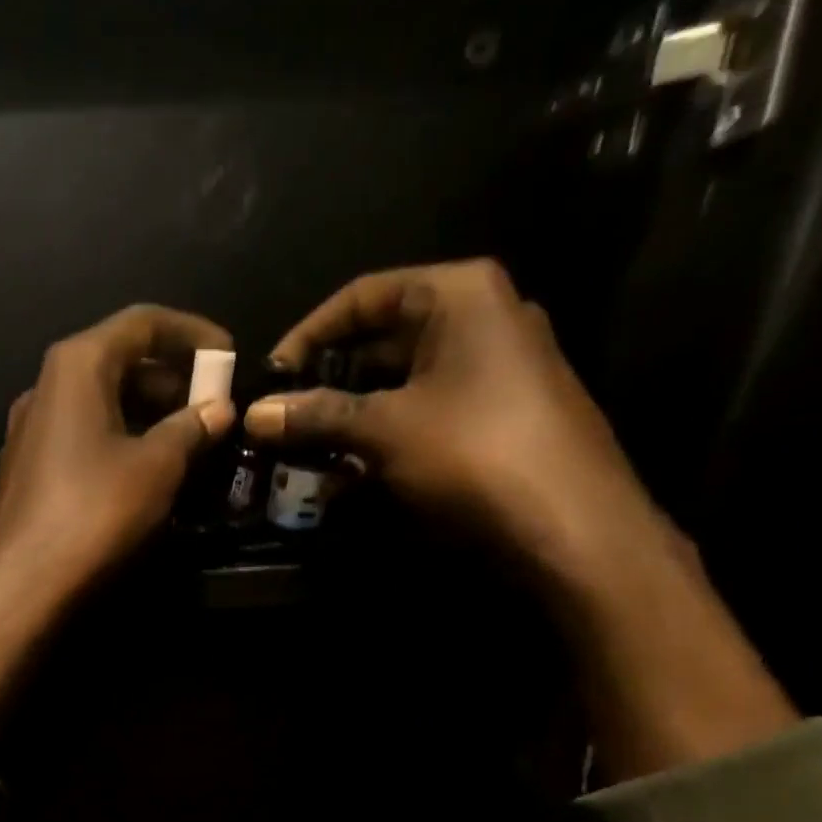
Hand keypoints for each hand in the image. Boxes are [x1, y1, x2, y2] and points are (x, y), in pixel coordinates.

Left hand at [0, 303, 234, 598]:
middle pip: (116, 361)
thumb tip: (218, 409)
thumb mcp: (157, 467)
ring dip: (145, 412)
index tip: (229, 355)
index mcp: (77, 366)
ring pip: (97, 402)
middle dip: (169, 377)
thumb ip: (191, 428)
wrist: (22, 583)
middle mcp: (45, 386)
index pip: (142, 323)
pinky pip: (80, 436)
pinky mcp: (25, 469)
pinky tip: (142, 470)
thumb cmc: (94, 513)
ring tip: (185, 440)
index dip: (192, 333)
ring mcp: (29, 430)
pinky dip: (117, 439)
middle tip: (210, 406)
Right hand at [254, 261, 795, 779]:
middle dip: (324, 384)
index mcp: (458, 296)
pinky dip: (381, 438)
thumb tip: (252, 416)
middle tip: (281, 422)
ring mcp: (491, 369)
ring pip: (398, 384)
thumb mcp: (384, 429)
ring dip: (347, 418)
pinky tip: (346, 476)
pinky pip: (421, 414)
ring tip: (303, 455)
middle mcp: (479, 319)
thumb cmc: (473, 453)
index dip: (308, 335)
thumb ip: (316, 415)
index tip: (269, 379)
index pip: (362, 296)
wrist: (568, 525)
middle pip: (379, 340)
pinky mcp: (493, 416)